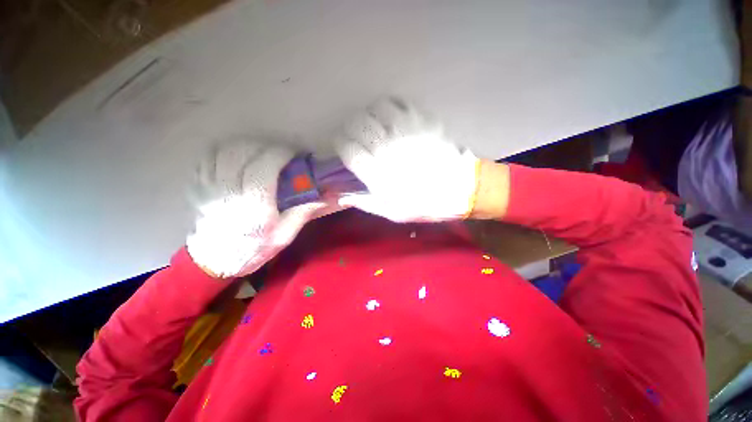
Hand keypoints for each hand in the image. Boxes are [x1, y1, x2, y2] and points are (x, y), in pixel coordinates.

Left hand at [186, 138, 330, 277]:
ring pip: (227, 150)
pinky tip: (241, 158)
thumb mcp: (285, 236)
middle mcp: (229, 192)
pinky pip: (211, 156)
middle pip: (245, 152)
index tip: (293, 155)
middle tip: (282, 156)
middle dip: (268, 148)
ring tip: (263, 155)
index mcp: (254, 206)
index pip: (264, 166)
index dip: (280, 153)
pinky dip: (229, 151)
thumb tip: (325, 196)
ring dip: (249, 147)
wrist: (214, 261)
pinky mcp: (199, 184)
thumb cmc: (253, 249)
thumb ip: (303, 212)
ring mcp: (209, 186)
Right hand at [335, 98, 480, 221]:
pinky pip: (398, 103)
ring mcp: (405, 132)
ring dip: (370, 116)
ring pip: (375, 109)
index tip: (343, 145)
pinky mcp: (421, 121)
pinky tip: (392, 117)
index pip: (347, 148)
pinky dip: (389, 107)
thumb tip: (341, 197)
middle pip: (357, 124)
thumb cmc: (424, 204)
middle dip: (351, 127)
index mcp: (377, 173)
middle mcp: (387, 149)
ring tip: (374, 125)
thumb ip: (365, 203)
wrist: (459, 189)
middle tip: (356, 133)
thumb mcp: (392, 212)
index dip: (341, 144)